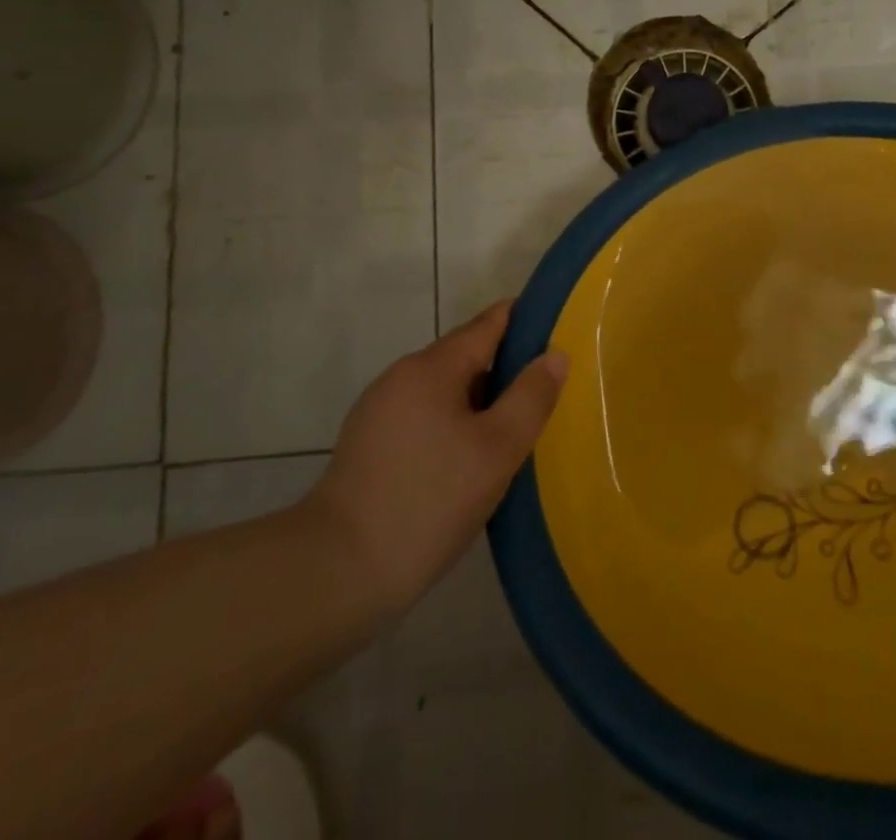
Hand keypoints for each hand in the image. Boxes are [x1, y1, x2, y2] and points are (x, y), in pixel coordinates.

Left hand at [300, 302, 567, 614]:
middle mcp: (402, 376)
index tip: (560, 333)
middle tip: (548, 393)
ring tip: (516, 430)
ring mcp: (380, 411)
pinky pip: (425, 417)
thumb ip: (531, 397)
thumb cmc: (428, 501)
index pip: (489, 322)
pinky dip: (454, 425)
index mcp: (432, 367)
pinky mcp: (369, 445)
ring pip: (446, 390)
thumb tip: (555, 354)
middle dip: (507, 369)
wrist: (336, 573)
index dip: (526, 321)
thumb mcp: (497, 450)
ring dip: (481, 401)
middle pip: (466, 356)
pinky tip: (471, 460)